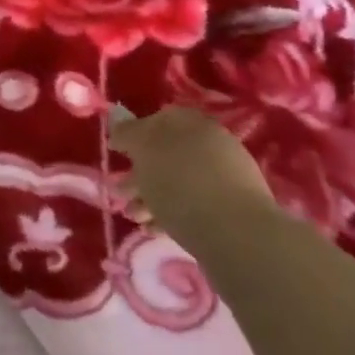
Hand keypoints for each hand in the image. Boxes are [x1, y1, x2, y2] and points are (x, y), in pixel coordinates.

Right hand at [109, 105, 274, 235]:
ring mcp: (225, 179)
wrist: (237, 235)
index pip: (158, 119)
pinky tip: (155, 229)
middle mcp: (212, 145)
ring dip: (150, 197)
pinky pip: (193, 206)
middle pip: (166, 154)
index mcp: (193, 123)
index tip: (117, 153)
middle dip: (139, 174)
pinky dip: (170, 214)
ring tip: (134, 218)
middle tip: (120, 192)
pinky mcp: (231, 211)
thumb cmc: (181, 182)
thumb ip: (128, 132)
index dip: (134, 134)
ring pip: (177, 182)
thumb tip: (119, 123)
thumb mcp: (143, 149)